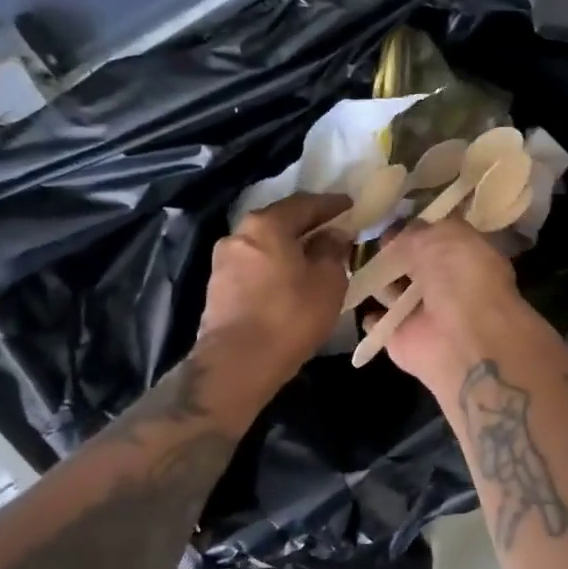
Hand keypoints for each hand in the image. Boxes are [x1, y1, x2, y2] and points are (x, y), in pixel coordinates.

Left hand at [198, 192, 352, 387]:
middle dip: (308, 225)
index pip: (304, 203)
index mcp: (266, 225)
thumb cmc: (290, 316)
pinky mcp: (217, 289)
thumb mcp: (328, 281)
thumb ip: (333, 250)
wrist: (237, 365)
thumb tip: (333, 234)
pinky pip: (254, 266)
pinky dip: (274, 267)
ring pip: (265, 245)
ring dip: (289, 248)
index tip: (350, 205)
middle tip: (333, 230)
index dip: (331, 204)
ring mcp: (223, 262)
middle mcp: (239, 235)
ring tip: (313, 258)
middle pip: (280, 222)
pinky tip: (290, 280)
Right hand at [363, 219, 561, 392]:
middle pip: (412, 261)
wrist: (462, 341)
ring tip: (349, 258)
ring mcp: (421, 311)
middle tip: (362, 234)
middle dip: (391, 250)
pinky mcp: (399, 336)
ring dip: (376, 277)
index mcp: (466, 255)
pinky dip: (368, 313)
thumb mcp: (443, 236)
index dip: (415, 224)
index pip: (437, 234)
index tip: (387, 213)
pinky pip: (377, 320)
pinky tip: (351, 294)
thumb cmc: (461, 279)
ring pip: (391, 288)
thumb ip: (418, 230)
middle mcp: (446, 282)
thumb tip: (394, 231)